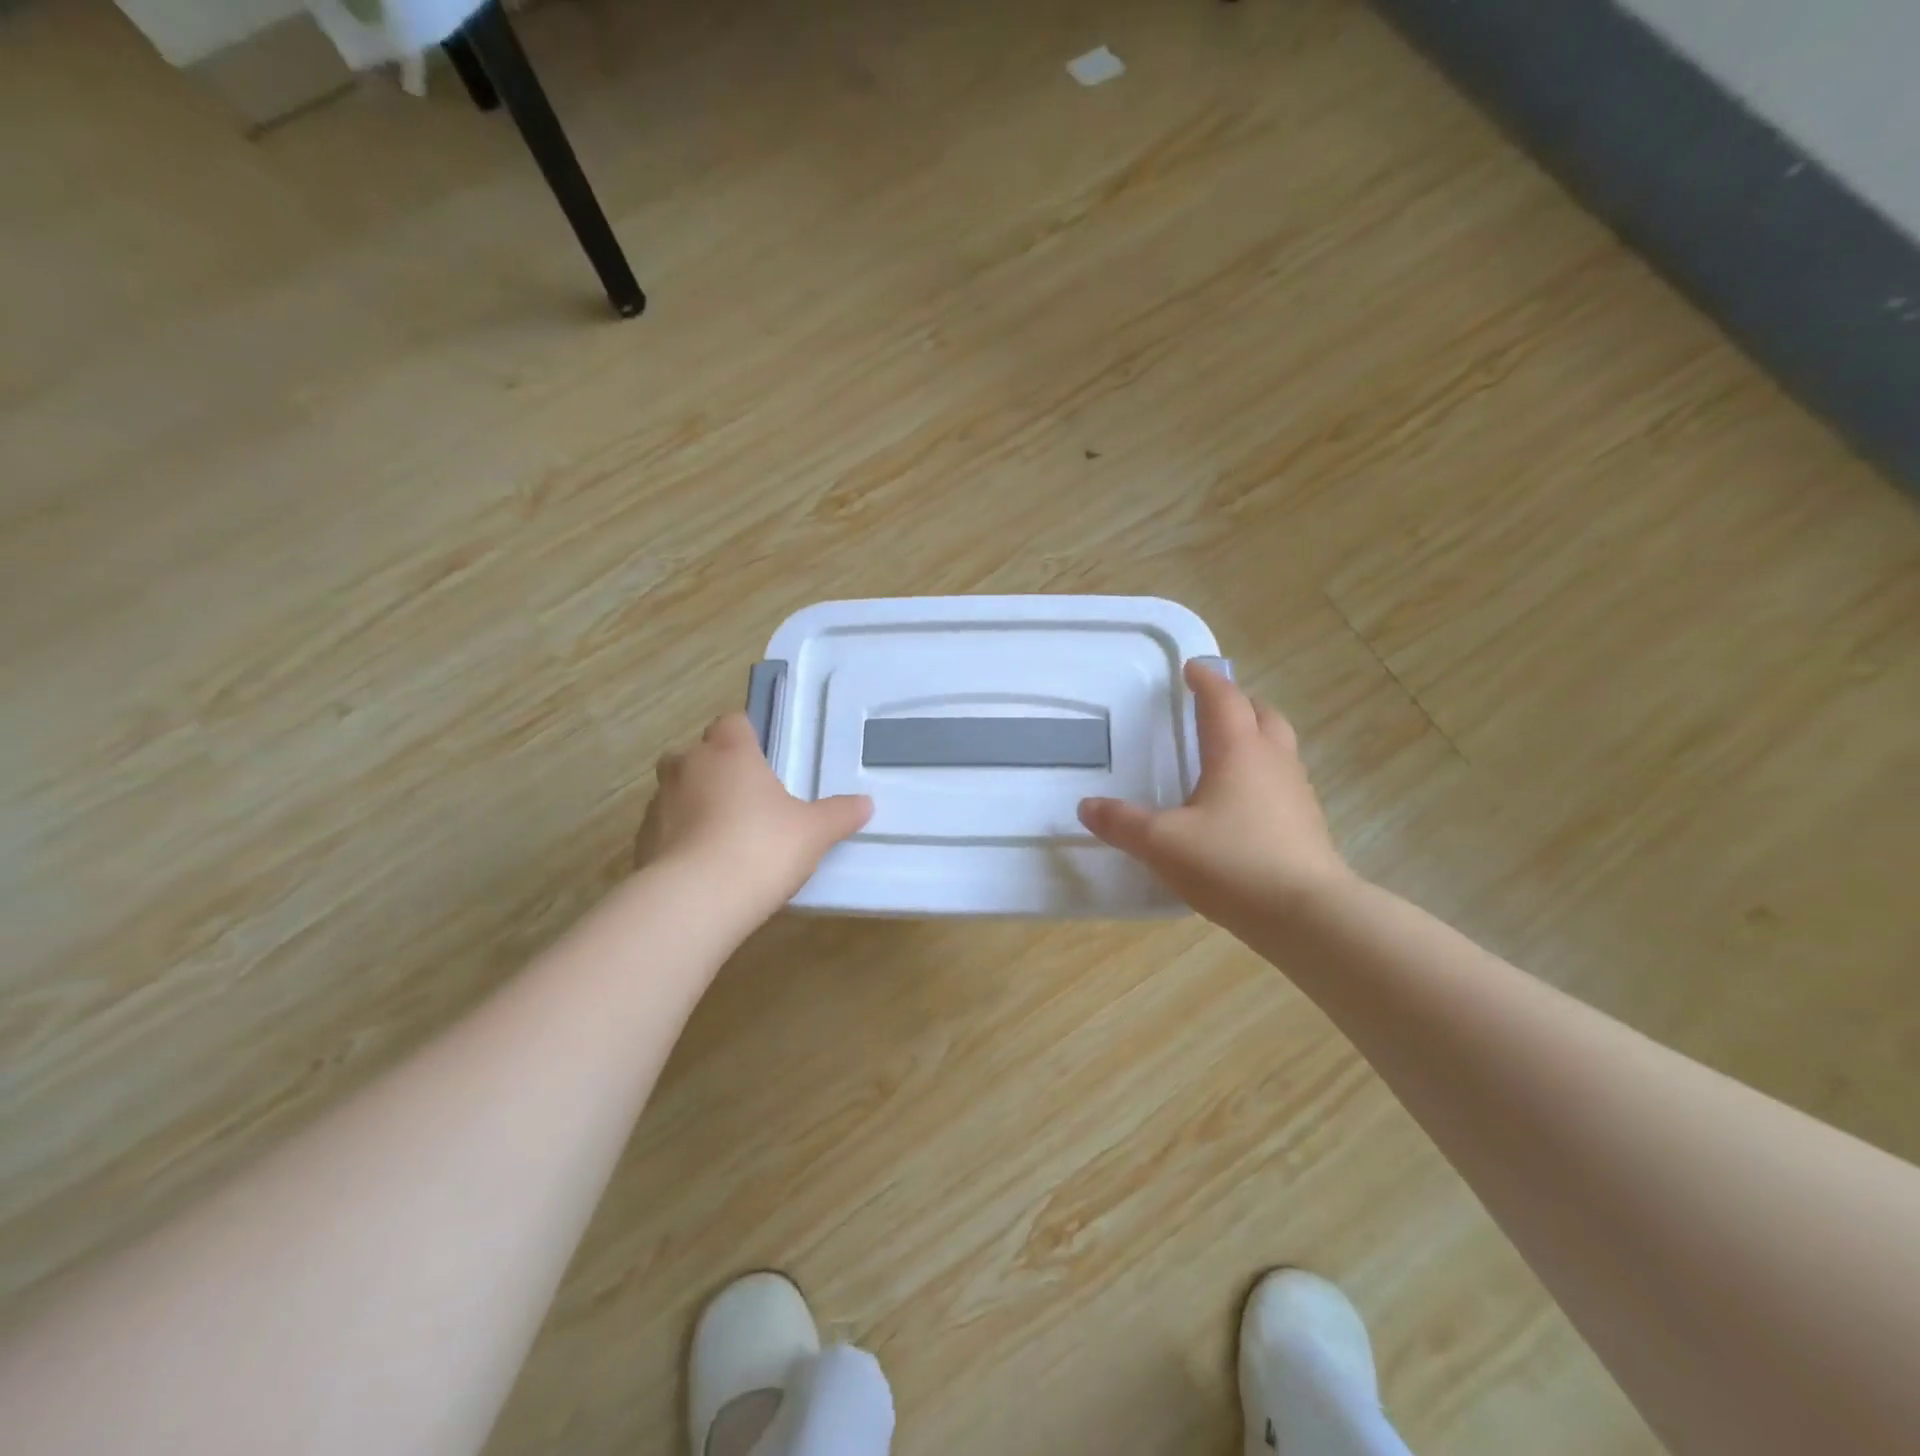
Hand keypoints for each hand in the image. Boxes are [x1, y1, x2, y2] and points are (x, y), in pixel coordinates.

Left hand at [636, 713, 871, 918]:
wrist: (695, 901)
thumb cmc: (761, 848)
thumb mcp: (814, 832)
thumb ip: (839, 814)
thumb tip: (866, 804)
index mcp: (730, 752)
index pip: (732, 722)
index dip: (746, 736)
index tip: (762, 758)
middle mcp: (688, 767)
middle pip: (697, 754)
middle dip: (716, 769)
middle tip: (746, 799)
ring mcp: (658, 804)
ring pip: (677, 791)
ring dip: (695, 805)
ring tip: (724, 838)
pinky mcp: (641, 842)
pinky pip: (665, 829)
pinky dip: (680, 840)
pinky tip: (703, 867)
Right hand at [1078, 662, 1354, 929]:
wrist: (1307, 916)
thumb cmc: (1231, 864)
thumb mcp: (1162, 844)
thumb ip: (1121, 823)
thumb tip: (1086, 807)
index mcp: (1238, 751)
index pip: (1223, 699)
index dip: (1206, 680)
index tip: (1192, 668)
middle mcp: (1273, 761)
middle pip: (1263, 714)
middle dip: (1238, 702)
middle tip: (1214, 706)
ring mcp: (1297, 792)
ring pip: (1279, 747)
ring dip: (1255, 736)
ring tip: (1226, 752)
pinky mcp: (1308, 824)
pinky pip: (1284, 781)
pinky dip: (1263, 773)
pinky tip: (1243, 803)